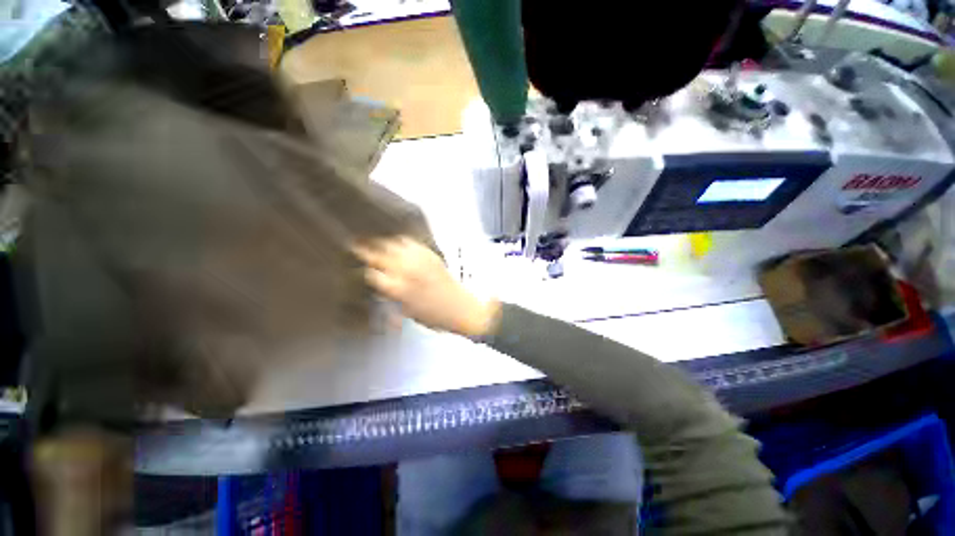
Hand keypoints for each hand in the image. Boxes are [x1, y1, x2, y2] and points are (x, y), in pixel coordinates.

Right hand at [353, 237, 500, 336]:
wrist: (460, 308)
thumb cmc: (432, 316)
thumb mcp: (406, 310)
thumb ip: (391, 294)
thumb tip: (379, 282)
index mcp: (397, 288)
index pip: (371, 272)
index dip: (362, 268)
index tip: (355, 263)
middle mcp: (406, 269)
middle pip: (379, 253)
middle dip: (366, 249)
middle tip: (356, 243)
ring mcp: (419, 259)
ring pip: (393, 242)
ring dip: (382, 242)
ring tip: (376, 240)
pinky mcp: (430, 254)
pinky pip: (411, 242)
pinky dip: (400, 241)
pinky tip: (397, 243)